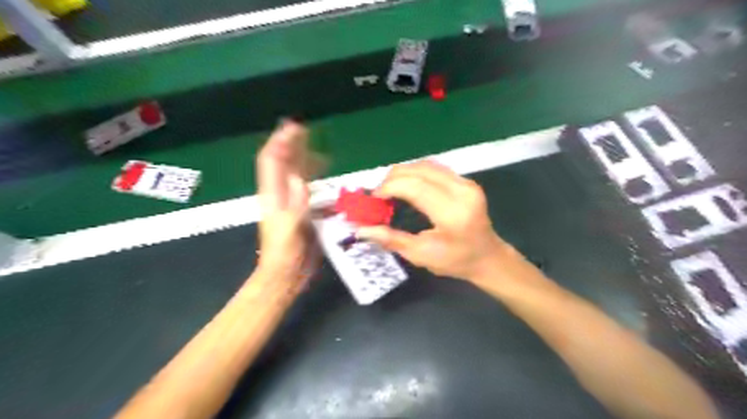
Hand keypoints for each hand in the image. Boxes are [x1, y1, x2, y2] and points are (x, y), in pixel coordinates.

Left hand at [256, 119, 313, 285]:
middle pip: (284, 163)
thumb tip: (299, 179)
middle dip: (292, 144)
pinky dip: (317, 178)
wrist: (287, 274)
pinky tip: (327, 176)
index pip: (272, 161)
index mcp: (273, 196)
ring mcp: (292, 202)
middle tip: (305, 129)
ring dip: (304, 158)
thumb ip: (294, 205)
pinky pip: (309, 189)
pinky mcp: (303, 211)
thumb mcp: (289, 231)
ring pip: (296, 174)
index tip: (293, 127)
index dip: (280, 142)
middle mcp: (281, 194)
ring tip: (316, 146)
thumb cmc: (284, 255)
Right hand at [357, 161, 514, 280]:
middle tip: (379, 194)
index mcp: (453, 214)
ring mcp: (466, 183)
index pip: (415, 187)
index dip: (389, 187)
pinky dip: (415, 173)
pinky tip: (406, 185)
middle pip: (419, 170)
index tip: (373, 198)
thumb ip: (391, 238)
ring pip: (425, 165)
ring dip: (403, 173)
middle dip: (393, 177)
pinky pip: (434, 168)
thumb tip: (361, 229)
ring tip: (389, 189)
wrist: (488, 257)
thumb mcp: (420, 255)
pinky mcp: (466, 181)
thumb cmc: (456, 261)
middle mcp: (462, 192)